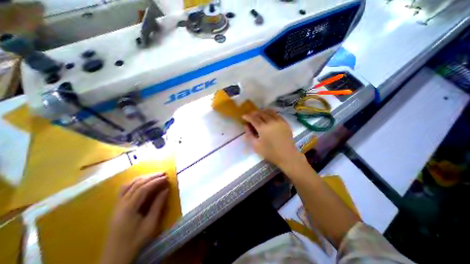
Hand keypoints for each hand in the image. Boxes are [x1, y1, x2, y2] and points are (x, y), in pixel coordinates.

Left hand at [100, 173, 169, 263]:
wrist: (115, 257)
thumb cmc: (135, 241)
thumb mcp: (150, 225)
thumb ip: (158, 205)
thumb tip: (166, 190)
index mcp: (128, 208)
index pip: (143, 189)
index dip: (155, 181)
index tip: (166, 177)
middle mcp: (121, 204)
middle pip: (136, 184)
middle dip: (151, 177)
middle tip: (163, 173)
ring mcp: (117, 204)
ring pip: (129, 184)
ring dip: (143, 178)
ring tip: (155, 176)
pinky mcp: (117, 206)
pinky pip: (125, 189)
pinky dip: (136, 182)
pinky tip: (143, 182)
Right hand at [244, 109, 306, 170]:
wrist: (287, 155)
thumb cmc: (270, 152)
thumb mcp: (256, 146)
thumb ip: (249, 134)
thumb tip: (245, 125)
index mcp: (263, 128)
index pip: (253, 118)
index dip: (247, 116)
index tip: (243, 116)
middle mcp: (271, 121)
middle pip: (261, 113)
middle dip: (254, 113)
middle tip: (250, 116)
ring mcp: (279, 121)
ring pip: (269, 111)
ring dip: (262, 111)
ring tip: (259, 114)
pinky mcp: (285, 123)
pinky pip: (276, 114)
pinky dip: (270, 113)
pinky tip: (269, 116)